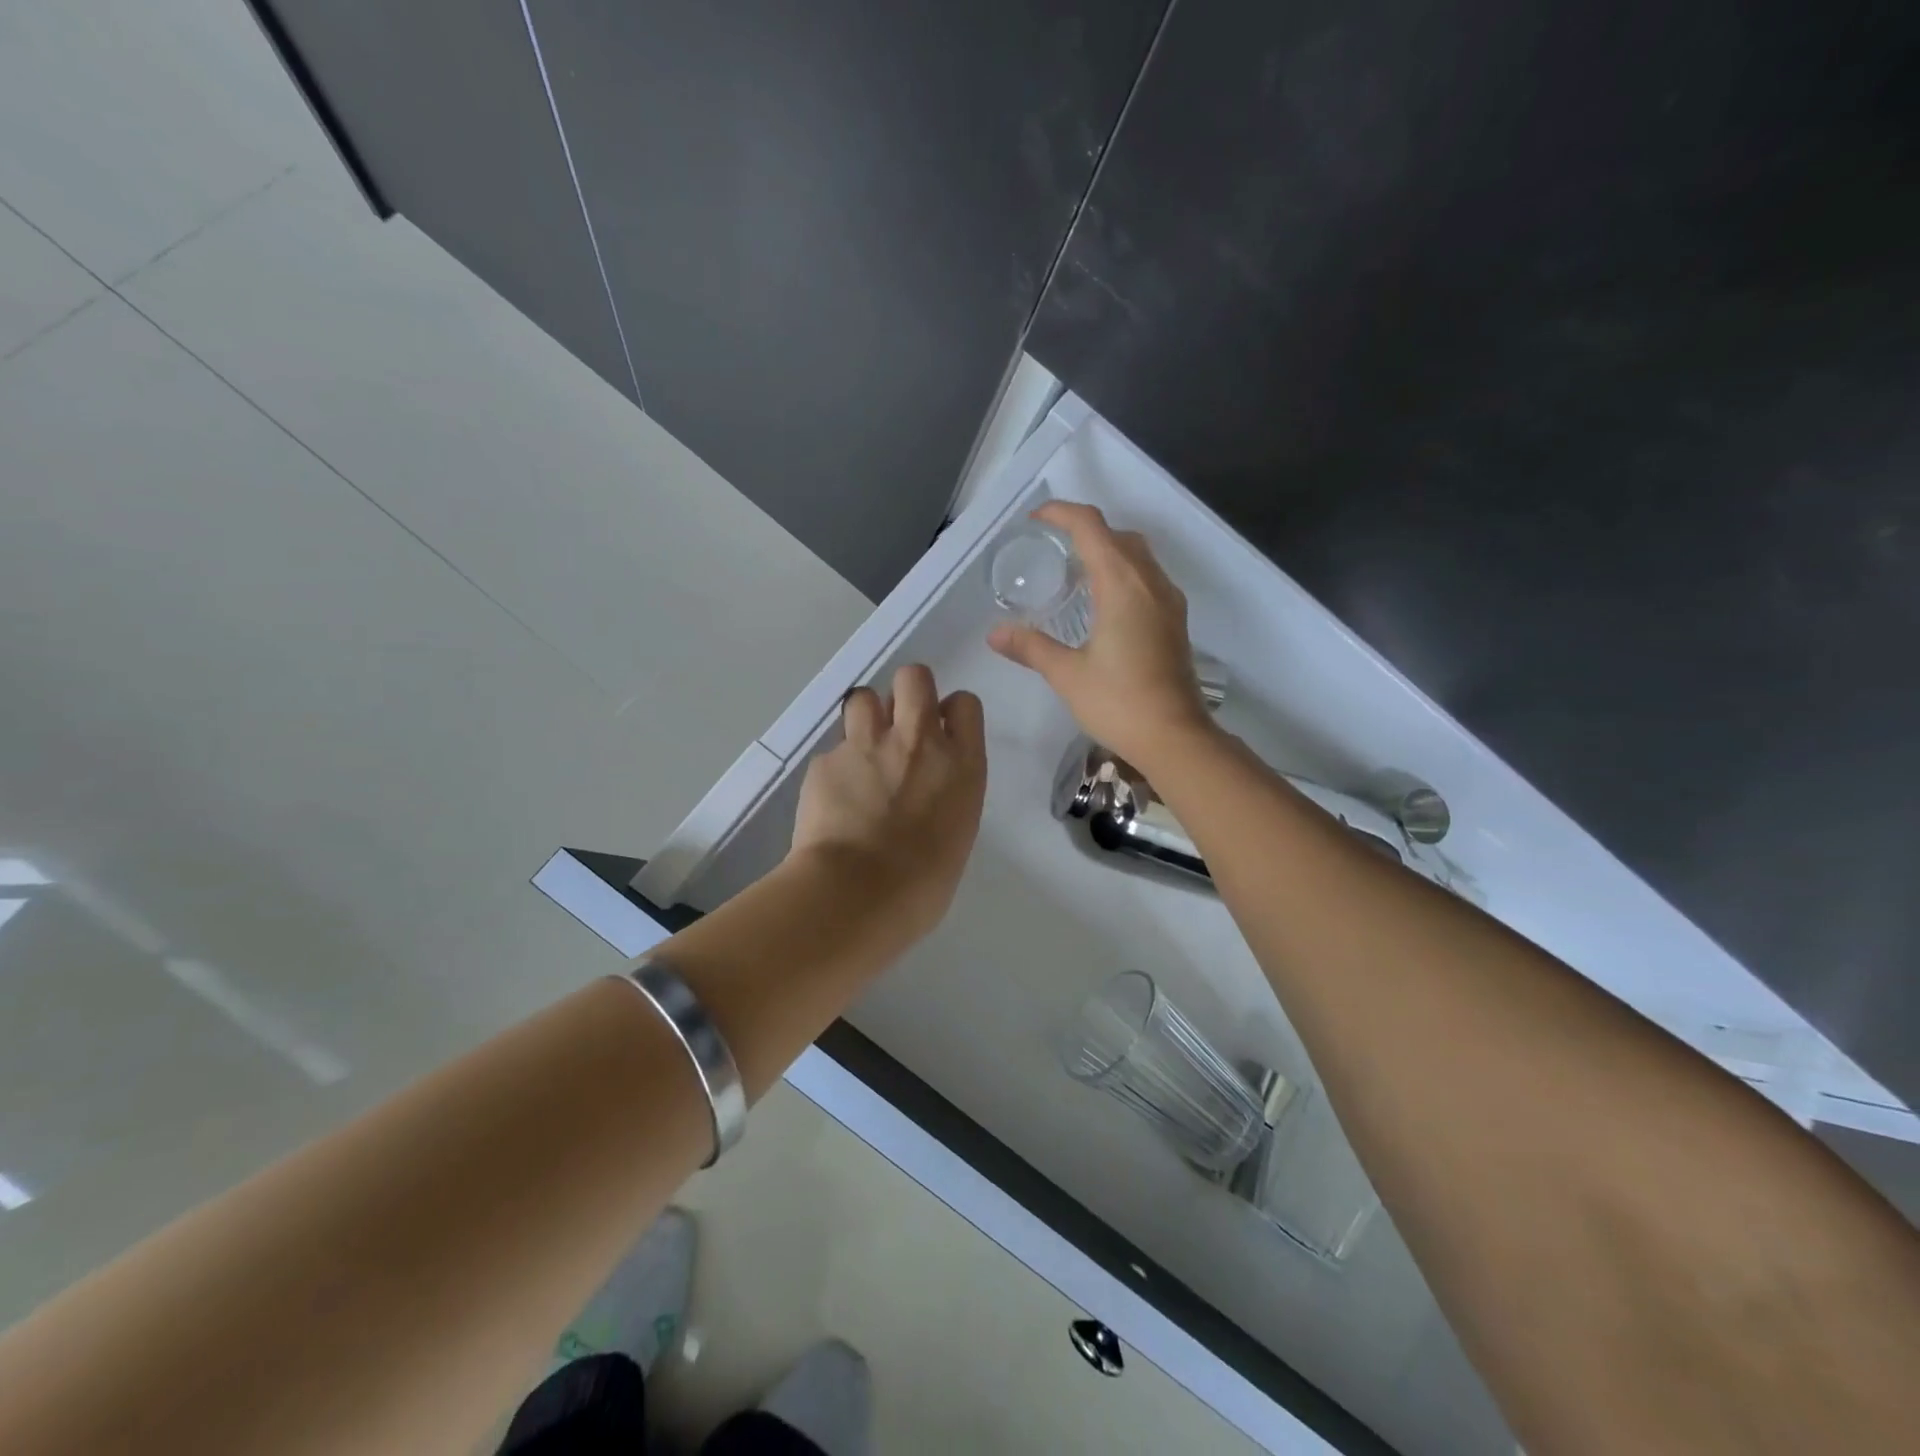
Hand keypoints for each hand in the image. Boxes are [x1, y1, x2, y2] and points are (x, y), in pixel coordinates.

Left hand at [789, 664, 987, 936]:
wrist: (857, 895)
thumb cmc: (922, 885)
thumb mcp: (955, 834)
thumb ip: (945, 796)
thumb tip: (925, 792)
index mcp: (961, 764)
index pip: (965, 704)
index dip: (950, 713)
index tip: (940, 733)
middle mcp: (918, 742)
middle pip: (914, 678)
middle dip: (907, 693)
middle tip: (899, 726)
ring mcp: (868, 746)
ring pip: (864, 697)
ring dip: (866, 718)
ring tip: (862, 753)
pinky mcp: (826, 761)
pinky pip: (833, 750)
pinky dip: (836, 767)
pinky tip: (834, 799)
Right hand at [988, 502, 1215, 771]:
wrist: (1175, 737)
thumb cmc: (1119, 702)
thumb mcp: (1067, 673)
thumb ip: (1031, 647)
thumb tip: (995, 633)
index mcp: (1122, 585)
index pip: (1091, 528)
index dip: (1061, 514)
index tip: (1036, 520)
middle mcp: (1150, 582)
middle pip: (1118, 536)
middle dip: (1085, 530)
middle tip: (1053, 547)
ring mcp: (1168, 601)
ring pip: (1139, 556)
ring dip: (1109, 550)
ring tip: (1076, 571)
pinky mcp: (1175, 621)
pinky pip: (1148, 578)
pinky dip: (1124, 573)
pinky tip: (1105, 603)